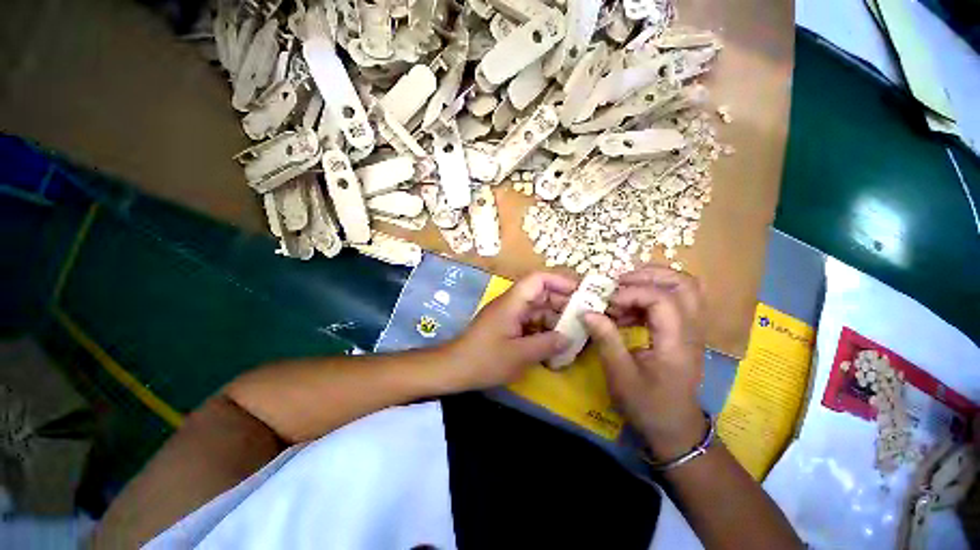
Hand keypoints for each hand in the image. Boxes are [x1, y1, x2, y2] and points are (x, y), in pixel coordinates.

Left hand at [443, 272, 575, 390]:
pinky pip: (530, 322)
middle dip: (562, 303)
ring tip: (574, 333)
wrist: (454, 369)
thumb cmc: (485, 360)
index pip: (538, 279)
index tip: (580, 292)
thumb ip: (547, 344)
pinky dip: (543, 329)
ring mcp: (509, 315)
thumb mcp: (519, 355)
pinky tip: (555, 342)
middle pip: (540, 294)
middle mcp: (511, 304)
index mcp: (512, 302)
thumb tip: (568, 338)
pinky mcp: (507, 326)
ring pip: (537, 309)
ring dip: (554, 319)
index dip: (559, 281)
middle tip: (583, 317)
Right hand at [582, 265, 706, 459]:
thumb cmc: (648, 405)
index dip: (631, 293)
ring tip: (620, 292)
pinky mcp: (683, 332)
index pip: (662, 299)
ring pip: (682, 288)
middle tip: (618, 283)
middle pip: (683, 284)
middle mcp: (691, 330)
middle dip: (648, 275)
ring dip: (650, 282)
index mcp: (677, 342)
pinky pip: (672, 301)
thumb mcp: (620, 375)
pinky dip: (648, 297)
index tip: (606, 302)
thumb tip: (588, 311)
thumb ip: (606, 340)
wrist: (675, 429)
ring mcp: (691, 330)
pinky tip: (626, 311)